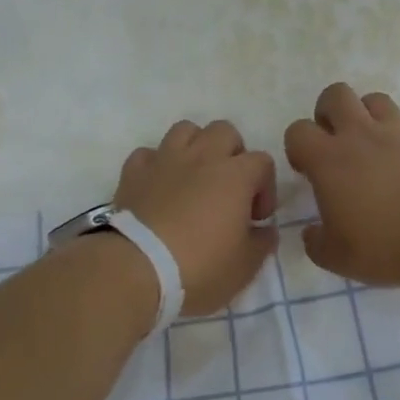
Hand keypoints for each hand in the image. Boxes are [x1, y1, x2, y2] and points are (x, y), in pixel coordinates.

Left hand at [114, 120, 277, 315]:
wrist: (137, 269)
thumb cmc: (200, 267)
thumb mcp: (245, 266)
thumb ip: (262, 242)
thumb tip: (264, 230)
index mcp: (235, 175)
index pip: (263, 161)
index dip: (265, 187)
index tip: (256, 217)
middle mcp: (201, 157)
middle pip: (225, 131)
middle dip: (232, 154)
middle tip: (229, 189)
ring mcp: (164, 160)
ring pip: (185, 130)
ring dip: (195, 147)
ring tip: (194, 178)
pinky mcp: (133, 173)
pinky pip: (148, 154)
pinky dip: (156, 164)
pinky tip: (159, 186)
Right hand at [284, 83, 399, 287]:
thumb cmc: (385, 246)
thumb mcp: (337, 258)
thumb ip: (316, 243)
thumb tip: (312, 234)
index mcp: (329, 160)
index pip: (298, 131)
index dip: (297, 146)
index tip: (307, 169)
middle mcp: (361, 135)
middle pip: (336, 94)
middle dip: (329, 111)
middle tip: (336, 142)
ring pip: (377, 100)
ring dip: (369, 116)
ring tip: (374, 144)